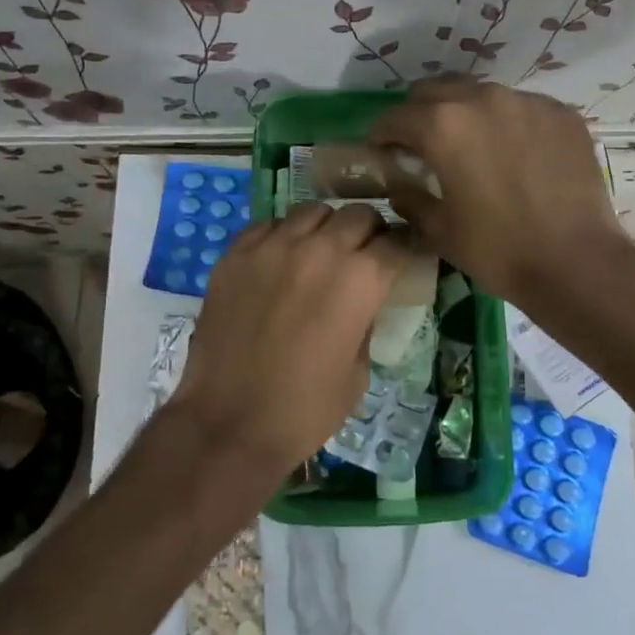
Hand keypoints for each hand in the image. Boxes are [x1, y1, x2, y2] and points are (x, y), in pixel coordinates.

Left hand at [171, 202, 405, 473]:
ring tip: (320, 251)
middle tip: (364, 253)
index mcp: (360, 280)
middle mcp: (320, 250)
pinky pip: (268, 226)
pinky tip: (280, 261)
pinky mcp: (236, 254)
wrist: (229, 423)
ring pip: (313, 211)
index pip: (397, 242)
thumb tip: (362, 301)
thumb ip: (366, 322)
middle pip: (359, 215)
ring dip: (326, 228)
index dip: (405, 249)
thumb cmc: (305, 409)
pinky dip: (283, 236)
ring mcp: (273, 247)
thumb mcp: (358, 371)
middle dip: (370, 231)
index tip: (403, 257)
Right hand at [369, 76, 628, 305]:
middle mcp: (483, 99)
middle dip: (421, 114)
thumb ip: (409, 198)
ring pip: (482, 94)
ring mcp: (528, 102)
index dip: (381, 135)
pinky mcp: (562, 114)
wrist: (577, 262)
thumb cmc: (498, 250)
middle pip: (436, 91)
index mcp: (443, 126)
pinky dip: (508, 123)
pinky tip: (516, 154)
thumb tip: (399, 185)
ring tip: (473, 145)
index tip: (381, 151)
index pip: (395, 117)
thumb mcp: (439, 230)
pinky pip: (522, 108)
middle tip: (422, 145)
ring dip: (466, 114)